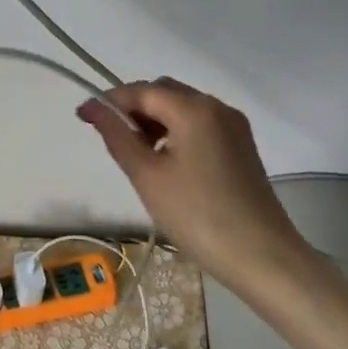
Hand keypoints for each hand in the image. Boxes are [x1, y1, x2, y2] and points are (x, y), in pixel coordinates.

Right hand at [78, 78, 303, 293]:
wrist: (263, 258)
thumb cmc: (198, 216)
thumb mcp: (147, 176)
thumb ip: (117, 135)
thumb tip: (92, 107)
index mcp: (194, 108)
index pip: (141, 90)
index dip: (110, 101)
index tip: (84, 118)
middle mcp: (217, 106)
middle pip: (164, 92)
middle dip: (135, 109)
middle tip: (116, 142)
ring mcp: (234, 126)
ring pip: (183, 108)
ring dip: (156, 121)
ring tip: (140, 158)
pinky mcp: (242, 146)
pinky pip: (201, 124)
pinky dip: (177, 132)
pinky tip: (169, 164)